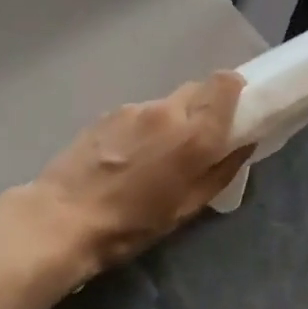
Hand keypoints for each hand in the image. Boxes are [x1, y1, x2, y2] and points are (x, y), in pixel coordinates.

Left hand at [27, 72, 253, 275]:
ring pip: (167, 103)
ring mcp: (133, 109)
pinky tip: (129, 158)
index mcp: (193, 134)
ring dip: (173, 121)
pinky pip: (140, 113)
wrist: (63, 218)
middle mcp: (166, 110)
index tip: (236, 111)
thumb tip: (244, 143)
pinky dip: (146, 128)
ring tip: (157, 157)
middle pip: (197, 89)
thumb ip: (221, 170)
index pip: (225, 83)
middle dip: (205, 108)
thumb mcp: (187, 208)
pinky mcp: (108, 113)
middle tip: (199, 141)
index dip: (235, 91)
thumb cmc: (132, 224)